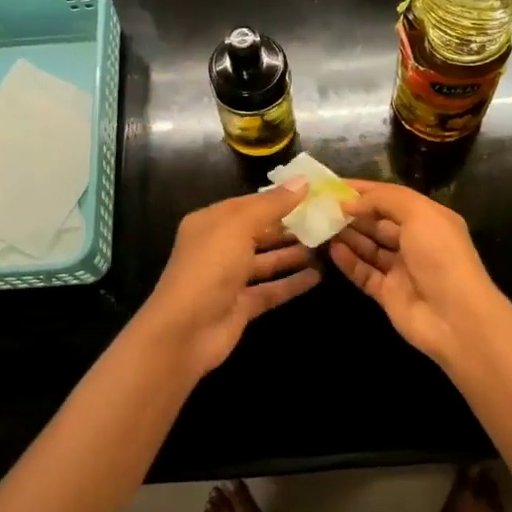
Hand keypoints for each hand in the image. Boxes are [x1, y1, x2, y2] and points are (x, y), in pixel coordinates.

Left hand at [135, 183, 320, 380]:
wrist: (185, 331)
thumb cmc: (209, 268)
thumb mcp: (239, 226)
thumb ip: (272, 204)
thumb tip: (303, 180)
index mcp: (211, 222)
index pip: (250, 203)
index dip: (280, 198)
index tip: (313, 193)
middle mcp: (219, 247)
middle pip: (259, 232)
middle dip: (289, 226)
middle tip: (326, 220)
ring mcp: (229, 279)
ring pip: (266, 261)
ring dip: (293, 253)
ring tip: (326, 245)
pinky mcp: (241, 306)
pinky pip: (271, 289)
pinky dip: (292, 283)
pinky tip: (318, 275)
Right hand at [328, 180, 507, 370]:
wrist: (455, 317)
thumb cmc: (440, 256)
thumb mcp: (419, 213)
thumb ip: (384, 200)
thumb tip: (350, 202)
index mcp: (429, 218)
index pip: (391, 198)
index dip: (364, 190)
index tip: (333, 185)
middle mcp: (415, 242)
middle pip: (378, 222)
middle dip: (352, 213)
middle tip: (319, 206)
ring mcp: (401, 269)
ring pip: (369, 247)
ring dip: (347, 235)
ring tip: (319, 225)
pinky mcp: (388, 294)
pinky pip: (364, 273)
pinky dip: (348, 261)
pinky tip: (331, 250)